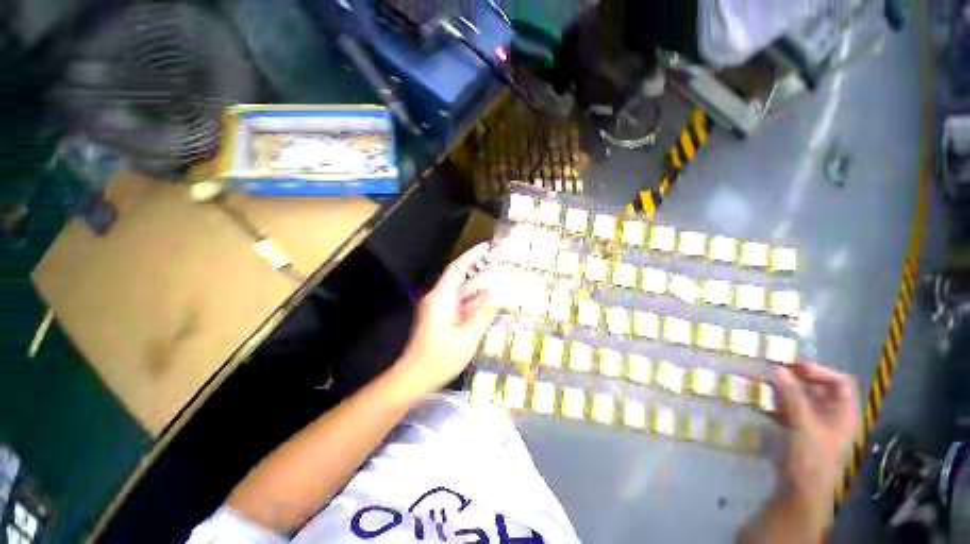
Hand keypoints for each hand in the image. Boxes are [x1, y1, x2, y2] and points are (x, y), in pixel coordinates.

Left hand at [394, 243, 498, 396]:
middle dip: (483, 278)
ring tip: (502, 292)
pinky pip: (460, 306)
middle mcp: (439, 299)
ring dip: (480, 294)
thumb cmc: (440, 358)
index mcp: (442, 298)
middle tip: (504, 275)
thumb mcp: (468, 336)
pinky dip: (474, 306)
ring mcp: (439, 309)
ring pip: (463, 295)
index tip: (487, 246)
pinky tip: (489, 310)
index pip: (458, 268)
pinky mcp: (441, 319)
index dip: (472, 255)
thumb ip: (484, 314)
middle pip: (463, 282)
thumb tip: (499, 296)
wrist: (415, 378)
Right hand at [771, 362, 859, 503]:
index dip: (820, 371)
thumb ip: (792, 397)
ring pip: (801, 398)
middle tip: (773, 371)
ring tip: (763, 383)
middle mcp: (832, 415)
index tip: (794, 366)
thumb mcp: (803, 426)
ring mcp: (815, 423)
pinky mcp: (799, 430)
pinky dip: (777, 402)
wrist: (801, 489)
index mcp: (843, 413)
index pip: (839, 382)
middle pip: (819, 389)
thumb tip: (778, 369)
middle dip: (796, 379)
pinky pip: (790, 409)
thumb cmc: (811, 457)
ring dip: (784, 389)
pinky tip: (762, 400)